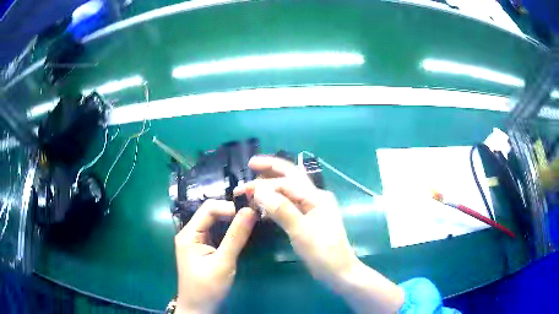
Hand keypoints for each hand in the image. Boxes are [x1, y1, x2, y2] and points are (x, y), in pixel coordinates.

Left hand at [175, 200, 256, 313]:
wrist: (199, 309)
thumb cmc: (208, 288)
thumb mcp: (223, 263)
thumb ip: (236, 237)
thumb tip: (250, 211)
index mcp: (189, 234)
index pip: (209, 209)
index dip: (230, 207)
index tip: (251, 213)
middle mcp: (190, 233)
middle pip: (211, 214)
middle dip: (233, 213)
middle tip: (255, 216)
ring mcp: (196, 241)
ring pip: (215, 223)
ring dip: (233, 222)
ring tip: (253, 223)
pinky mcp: (203, 249)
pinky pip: (217, 234)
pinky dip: (230, 232)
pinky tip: (243, 234)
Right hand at [235, 156, 357, 285]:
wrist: (338, 271)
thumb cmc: (322, 252)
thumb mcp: (301, 231)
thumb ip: (281, 209)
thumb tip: (259, 190)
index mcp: (317, 197)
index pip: (286, 182)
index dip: (264, 183)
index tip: (243, 190)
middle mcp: (315, 197)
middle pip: (291, 176)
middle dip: (271, 169)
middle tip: (251, 164)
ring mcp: (312, 207)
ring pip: (289, 189)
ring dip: (272, 185)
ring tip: (253, 185)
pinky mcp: (308, 218)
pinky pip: (289, 203)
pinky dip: (275, 201)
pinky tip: (264, 204)